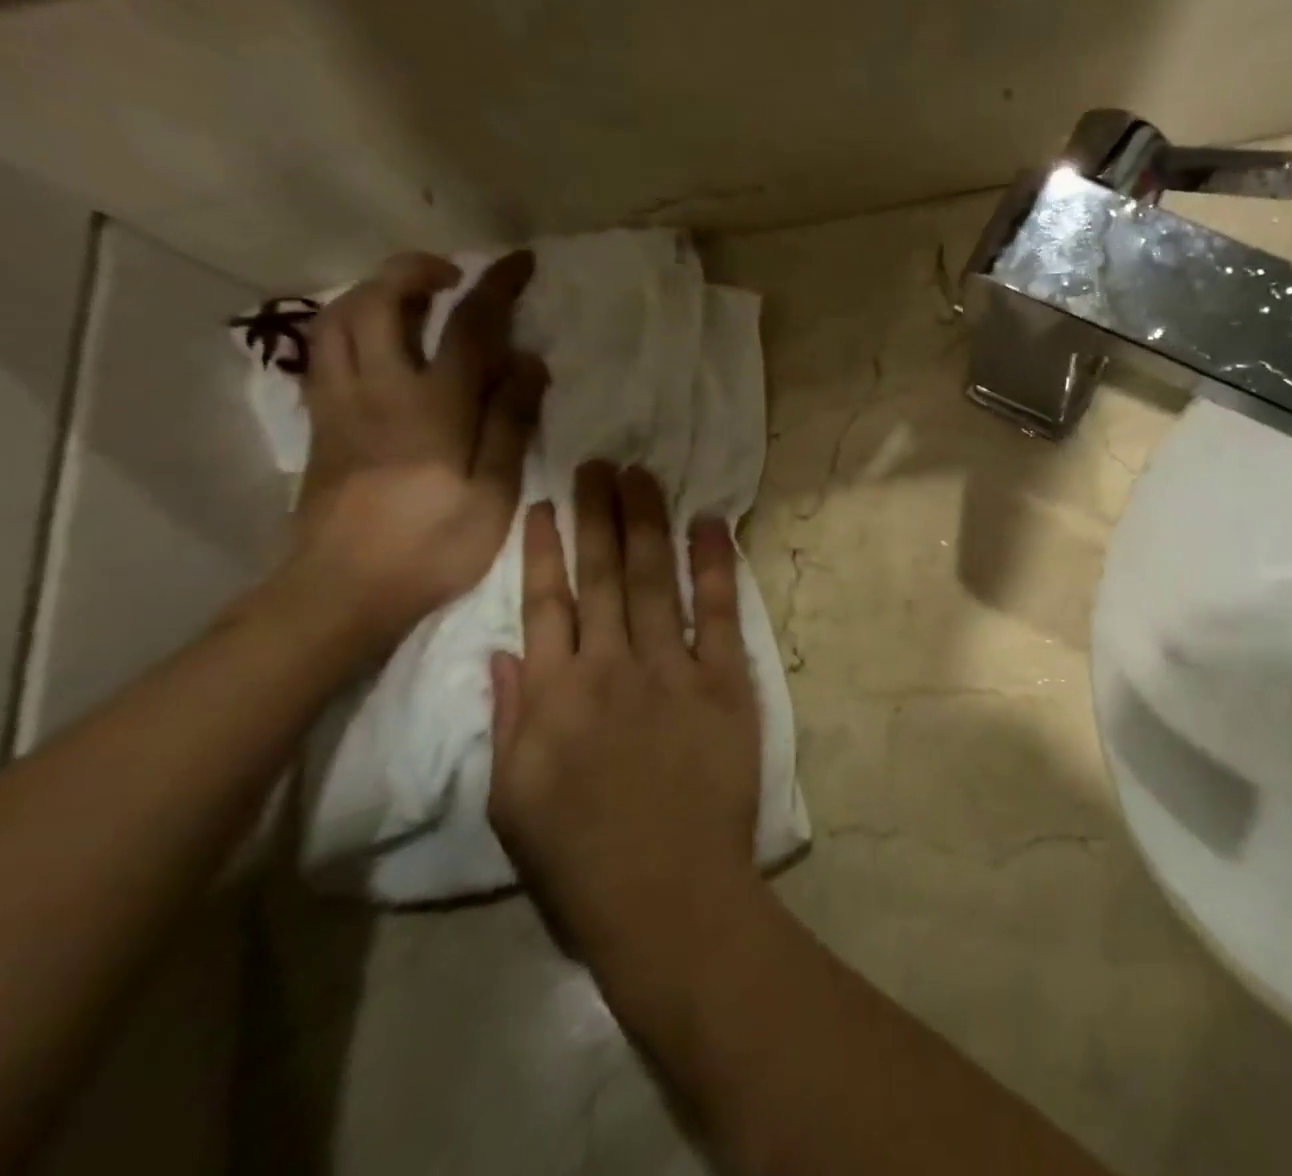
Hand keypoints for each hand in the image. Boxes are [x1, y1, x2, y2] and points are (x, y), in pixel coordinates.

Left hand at [292, 250, 547, 645]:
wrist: (342, 589)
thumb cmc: (434, 544)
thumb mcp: (495, 489)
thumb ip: (511, 420)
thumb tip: (527, 361)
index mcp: (433, 406)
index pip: (467, 327)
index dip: (496, 287)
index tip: (518, 262)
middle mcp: (378, 390)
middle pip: (380, 303)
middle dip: (415, 272)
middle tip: (455, 275)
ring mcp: (339, 404)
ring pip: (337, 320)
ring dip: (374, 292)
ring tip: (413, 297)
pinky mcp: (321, 423)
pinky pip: (325, 350)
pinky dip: (350, 325)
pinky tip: (376, 340)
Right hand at [487, 462, 761, 962]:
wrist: (666, 893)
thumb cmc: (581, 860)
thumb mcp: (514, 800)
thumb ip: (508, 720)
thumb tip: (502, 652)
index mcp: (552, 698)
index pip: (545, 605)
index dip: (546, 551)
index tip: (546, 504)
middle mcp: (609, 669)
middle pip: (602, 576)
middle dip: (599, 515)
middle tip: (599, 462)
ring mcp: (671, 669)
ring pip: (654, 580)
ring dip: (648, 523)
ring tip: (642, 475)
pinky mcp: (725, 680)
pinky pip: (719, 611)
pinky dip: (716, 564)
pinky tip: (711, 523)